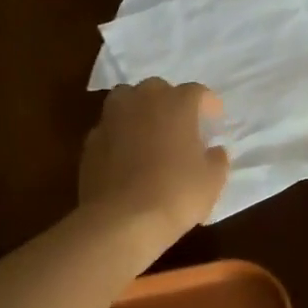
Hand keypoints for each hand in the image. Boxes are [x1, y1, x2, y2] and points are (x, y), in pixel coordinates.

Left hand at [79, 79, 229, 249]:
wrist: (121, 219)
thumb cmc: (176, 194)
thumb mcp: (212, 180)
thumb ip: (217, 159)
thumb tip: (214, 151)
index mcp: (177, 104)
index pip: (197, 92)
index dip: (208, 105)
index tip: (214, 121)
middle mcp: (142, 101)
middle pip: (158, 88)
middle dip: (170, 101)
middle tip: (180, 125)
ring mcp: (112, 118)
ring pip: (126, 99)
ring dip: (139, 110)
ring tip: (149, 132)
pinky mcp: (91, 140)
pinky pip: (110, 127)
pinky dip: (119, 135)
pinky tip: (126, 156)